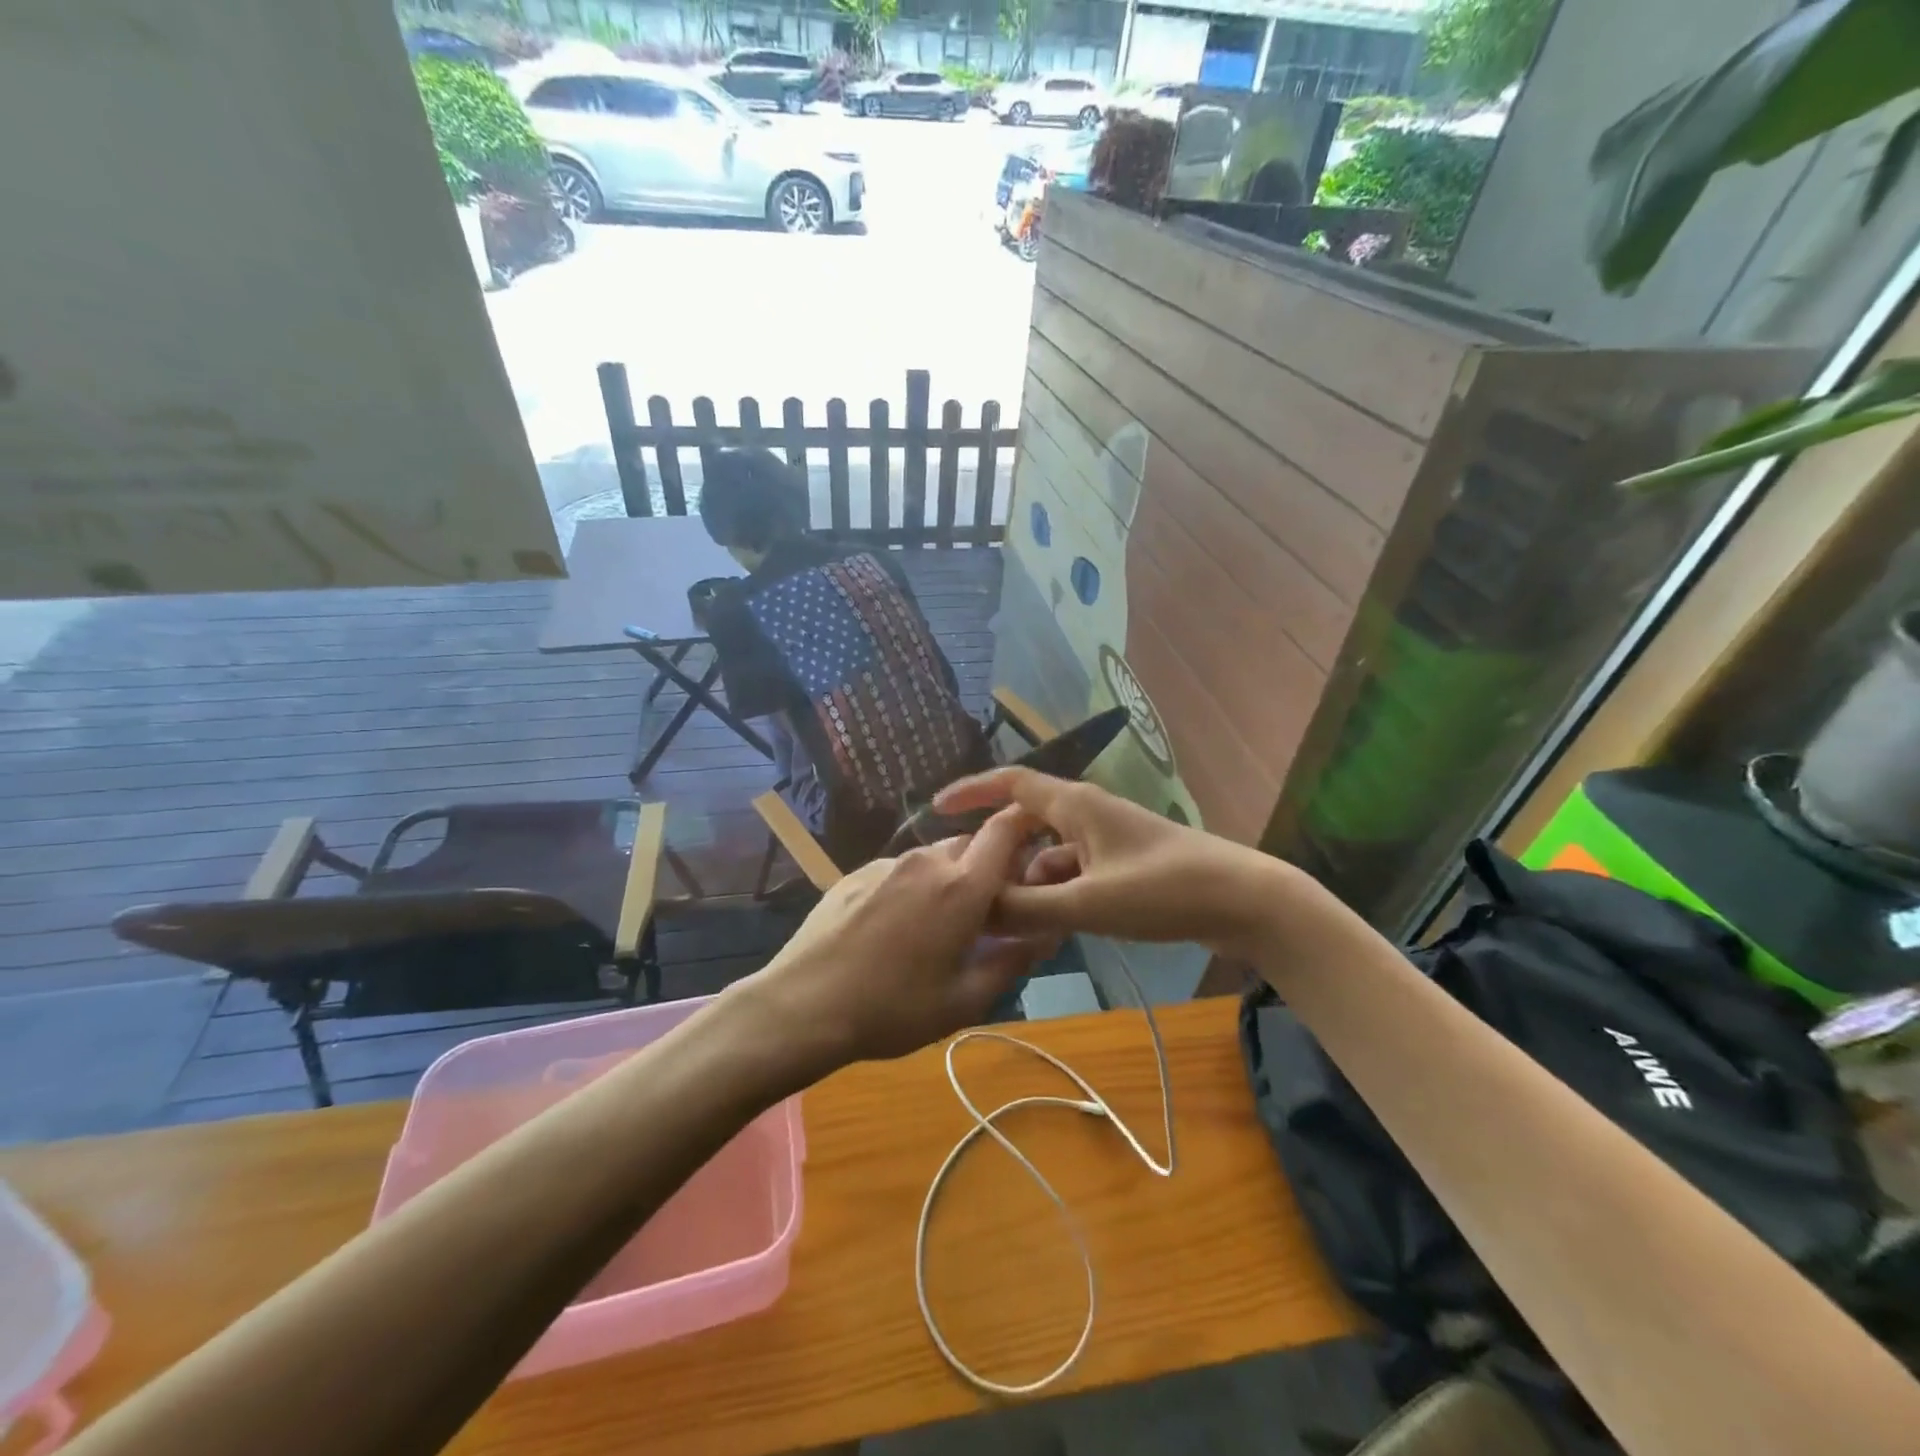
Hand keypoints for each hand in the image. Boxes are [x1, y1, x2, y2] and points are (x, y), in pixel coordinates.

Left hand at [740, 808, 1054, 1066]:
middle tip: (987, 912)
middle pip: (971, 844)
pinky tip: (895, 929)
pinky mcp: (856, 873)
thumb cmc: (893, 1010)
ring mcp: (886, 864)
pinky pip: (900, 869)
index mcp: (962, 886)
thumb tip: (1045, 935)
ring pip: (935, 857)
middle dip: (988, 868)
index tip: (1034, 854)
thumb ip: (1012, 962)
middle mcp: (927, 861)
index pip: (1005, 829)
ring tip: (937, 926)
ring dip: (949, 879)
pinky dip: (913, 887)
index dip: (1025, 829)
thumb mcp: (964, 1000)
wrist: (802, 1006)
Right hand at [934, 768, 1292, 957]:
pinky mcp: (1122, 866)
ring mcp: (1106, 840)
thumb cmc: (1165, 890)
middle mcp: (1086, 814)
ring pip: (1048, 855)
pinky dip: (1053, 894)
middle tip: (964, 884)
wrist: (1244, 901)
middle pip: (1024, 823)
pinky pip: (1072, 873)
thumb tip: (974, 909)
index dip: (971, 792)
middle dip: (995, 851)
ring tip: (1000, 918)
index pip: (1010, 783)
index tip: (935, 809)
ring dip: (1025, 880)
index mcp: (1075, 805)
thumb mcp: (1090, 903)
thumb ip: (1028, 908)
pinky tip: (1044, 926)